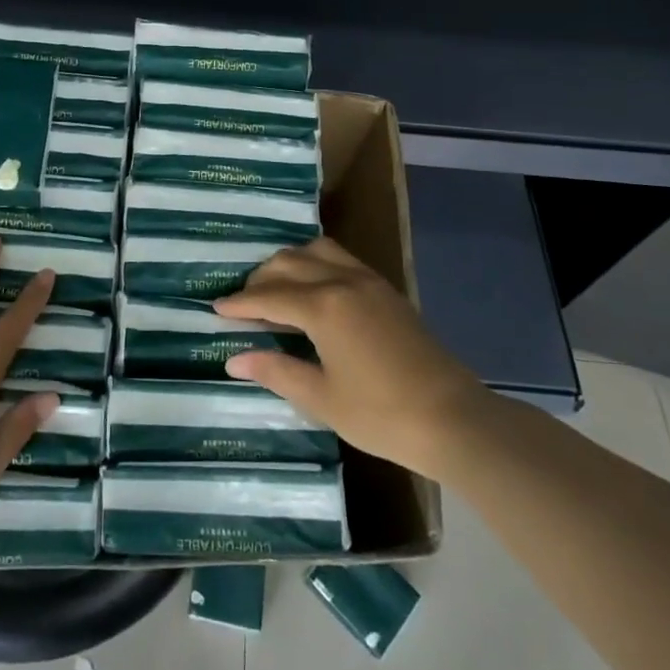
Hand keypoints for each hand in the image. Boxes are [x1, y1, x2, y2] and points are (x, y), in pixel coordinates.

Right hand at [213, 237, 487, 481]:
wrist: (453, 418)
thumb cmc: (381, 414)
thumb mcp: (321, 398)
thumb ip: (276, 370)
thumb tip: (235, 358)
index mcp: (323, 306)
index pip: (269, 296)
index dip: (239, 302)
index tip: (215, 307)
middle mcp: (342, 281)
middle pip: (289, 263)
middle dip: (260, 279)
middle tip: (242, 302)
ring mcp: (368, 281)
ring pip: (316, 251)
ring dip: (289, 263)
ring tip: (275, 288)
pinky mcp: (386, 290)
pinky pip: (341, 259)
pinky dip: (316, 264)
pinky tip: (313, 288)